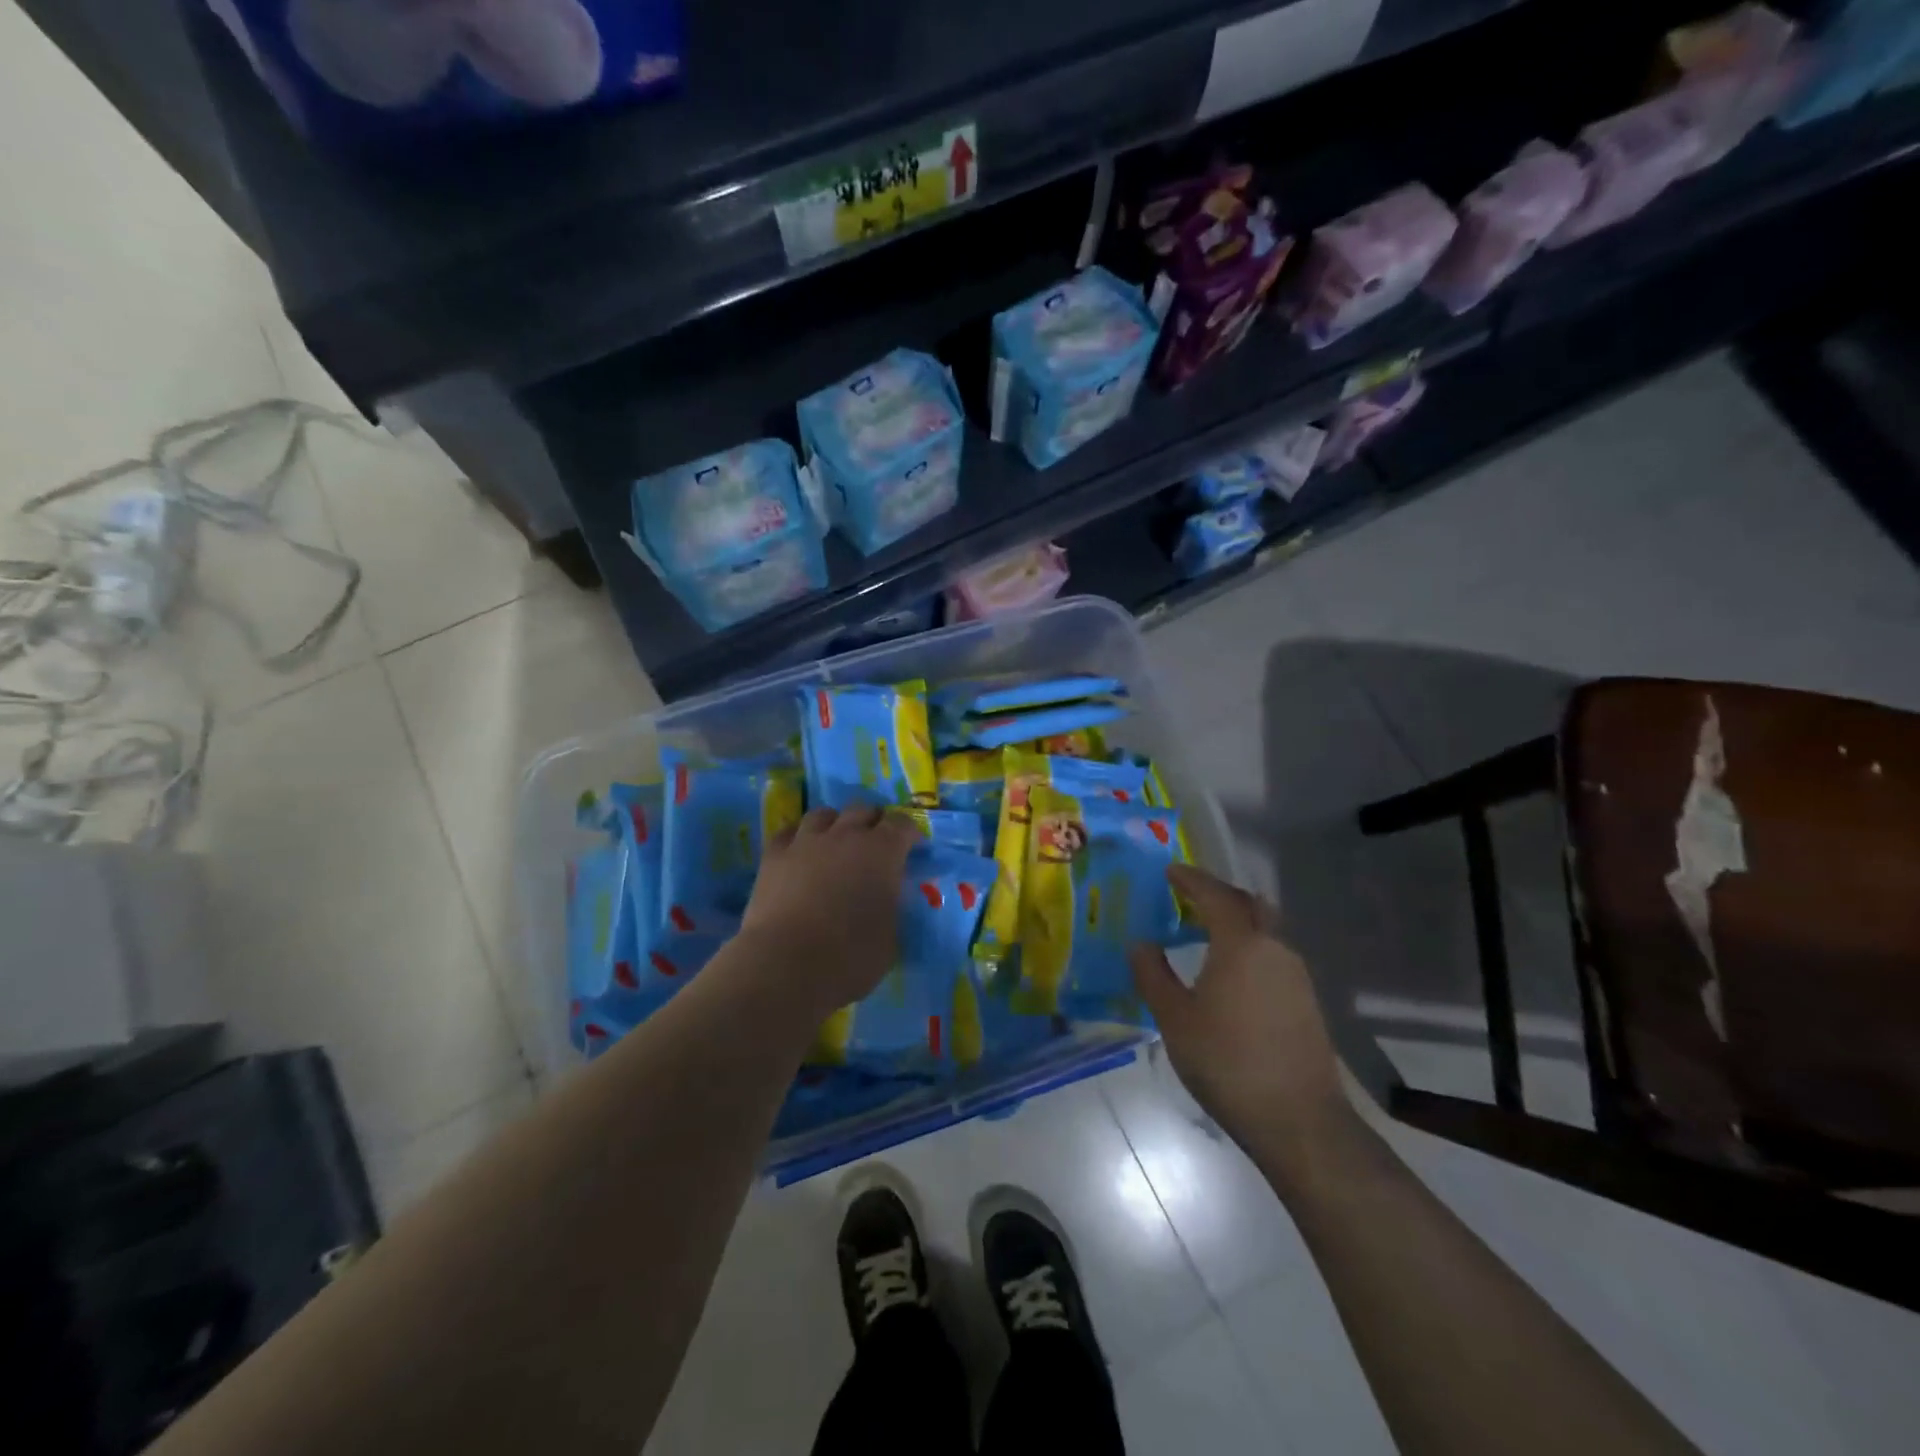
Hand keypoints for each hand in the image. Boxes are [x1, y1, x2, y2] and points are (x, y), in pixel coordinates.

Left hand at [739, 805, 918, 1020]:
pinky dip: (798, 837)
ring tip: (835, 842)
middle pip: (863, 810)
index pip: (902, 824)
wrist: (787, 964)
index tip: (912, 847)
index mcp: (883, 852)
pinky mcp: (774, 855)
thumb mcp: (891, 936)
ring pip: (823, 814)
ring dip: (834, 824)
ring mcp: (806, 841)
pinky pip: (788, 832)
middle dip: (872, 821)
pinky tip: (799, 851)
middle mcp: (846, 835)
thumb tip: (886, 897)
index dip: (909, 833)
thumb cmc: (850, 956)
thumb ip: (891, 906)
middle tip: (875, 843)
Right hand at [1130, 864, 1352, 1170]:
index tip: (1170, 871)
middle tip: (1189, 899)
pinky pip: (1273, 956)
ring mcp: (1297, 975)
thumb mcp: (1175, 1019)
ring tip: (1205, 935)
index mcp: (1241, 944)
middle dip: (1219, 895)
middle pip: (1249, 904)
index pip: (1215, 895)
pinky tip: (1231, 974)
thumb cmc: (1227, 1062)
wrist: (1299, 1121)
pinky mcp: (1307, 1001)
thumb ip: (1153, 975)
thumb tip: (1142, 944)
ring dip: (1237, 923)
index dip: (1191, 879)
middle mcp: (1275, 948)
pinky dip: (1249, 948)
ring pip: (1265, 930)